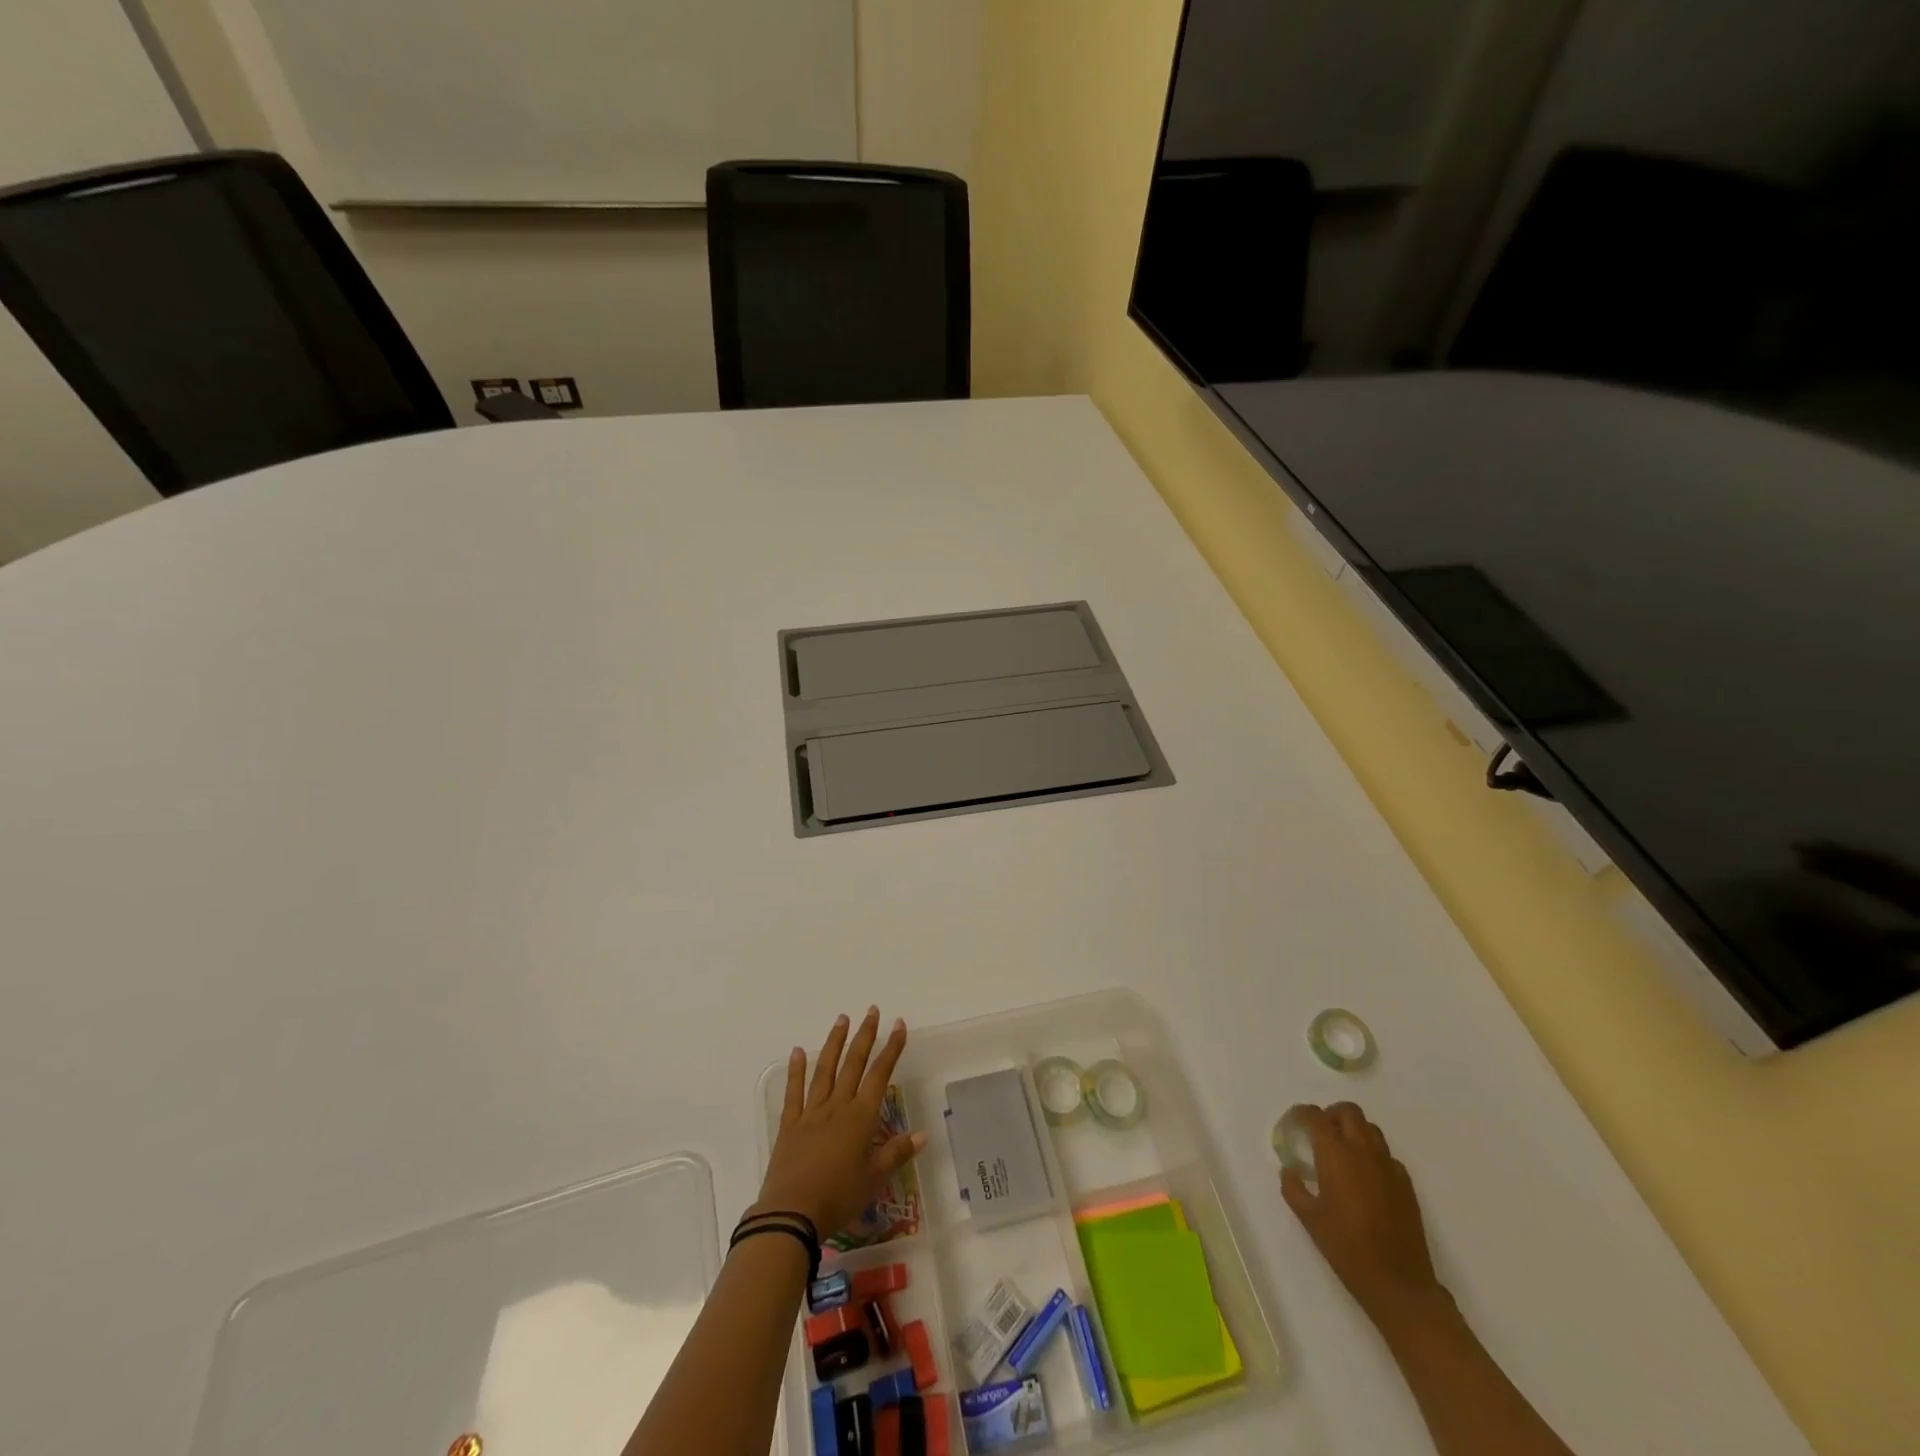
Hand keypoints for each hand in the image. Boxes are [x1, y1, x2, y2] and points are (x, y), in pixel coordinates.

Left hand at [749, 1008, 925, 1238]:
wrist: (792, 1214)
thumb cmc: (839, 1197)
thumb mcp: (874, 1179)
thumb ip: (897, 1153)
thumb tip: (923, 1134)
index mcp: (861, 1117)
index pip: (880, 1075)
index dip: (891, 1048)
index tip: (899, 1025)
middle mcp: (838, 1106)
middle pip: (854, 1064)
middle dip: (865, 1036)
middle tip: (872, 1011)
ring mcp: (811, 1112)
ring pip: (825, 1069)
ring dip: (835, 1042)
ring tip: (842, 1019)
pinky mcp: (790, 1124)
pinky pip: (794, 1092)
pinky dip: (795, 1070)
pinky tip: (797, 1051)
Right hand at [1280, 1102, 1446, 1330]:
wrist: (1399, 1284)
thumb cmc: (1347, 1248)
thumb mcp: (1309, 1219)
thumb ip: (1294, 1188)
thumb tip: (1290, 1170)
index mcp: (1336, 1154)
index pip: (1315, 1116)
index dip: (1301, 1114)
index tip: (1293, 1125)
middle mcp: (1363, 1151)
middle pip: (1348, 1111)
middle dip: (1331, 1115)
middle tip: (1319, 1134)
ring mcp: (1389, 1167)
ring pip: (1371, 1129)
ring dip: (1354, 1131)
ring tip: (1342, 1153)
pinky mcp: (1406, 1185)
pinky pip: (1387, 1155)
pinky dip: (1373, 1155)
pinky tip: (1366, 1179)